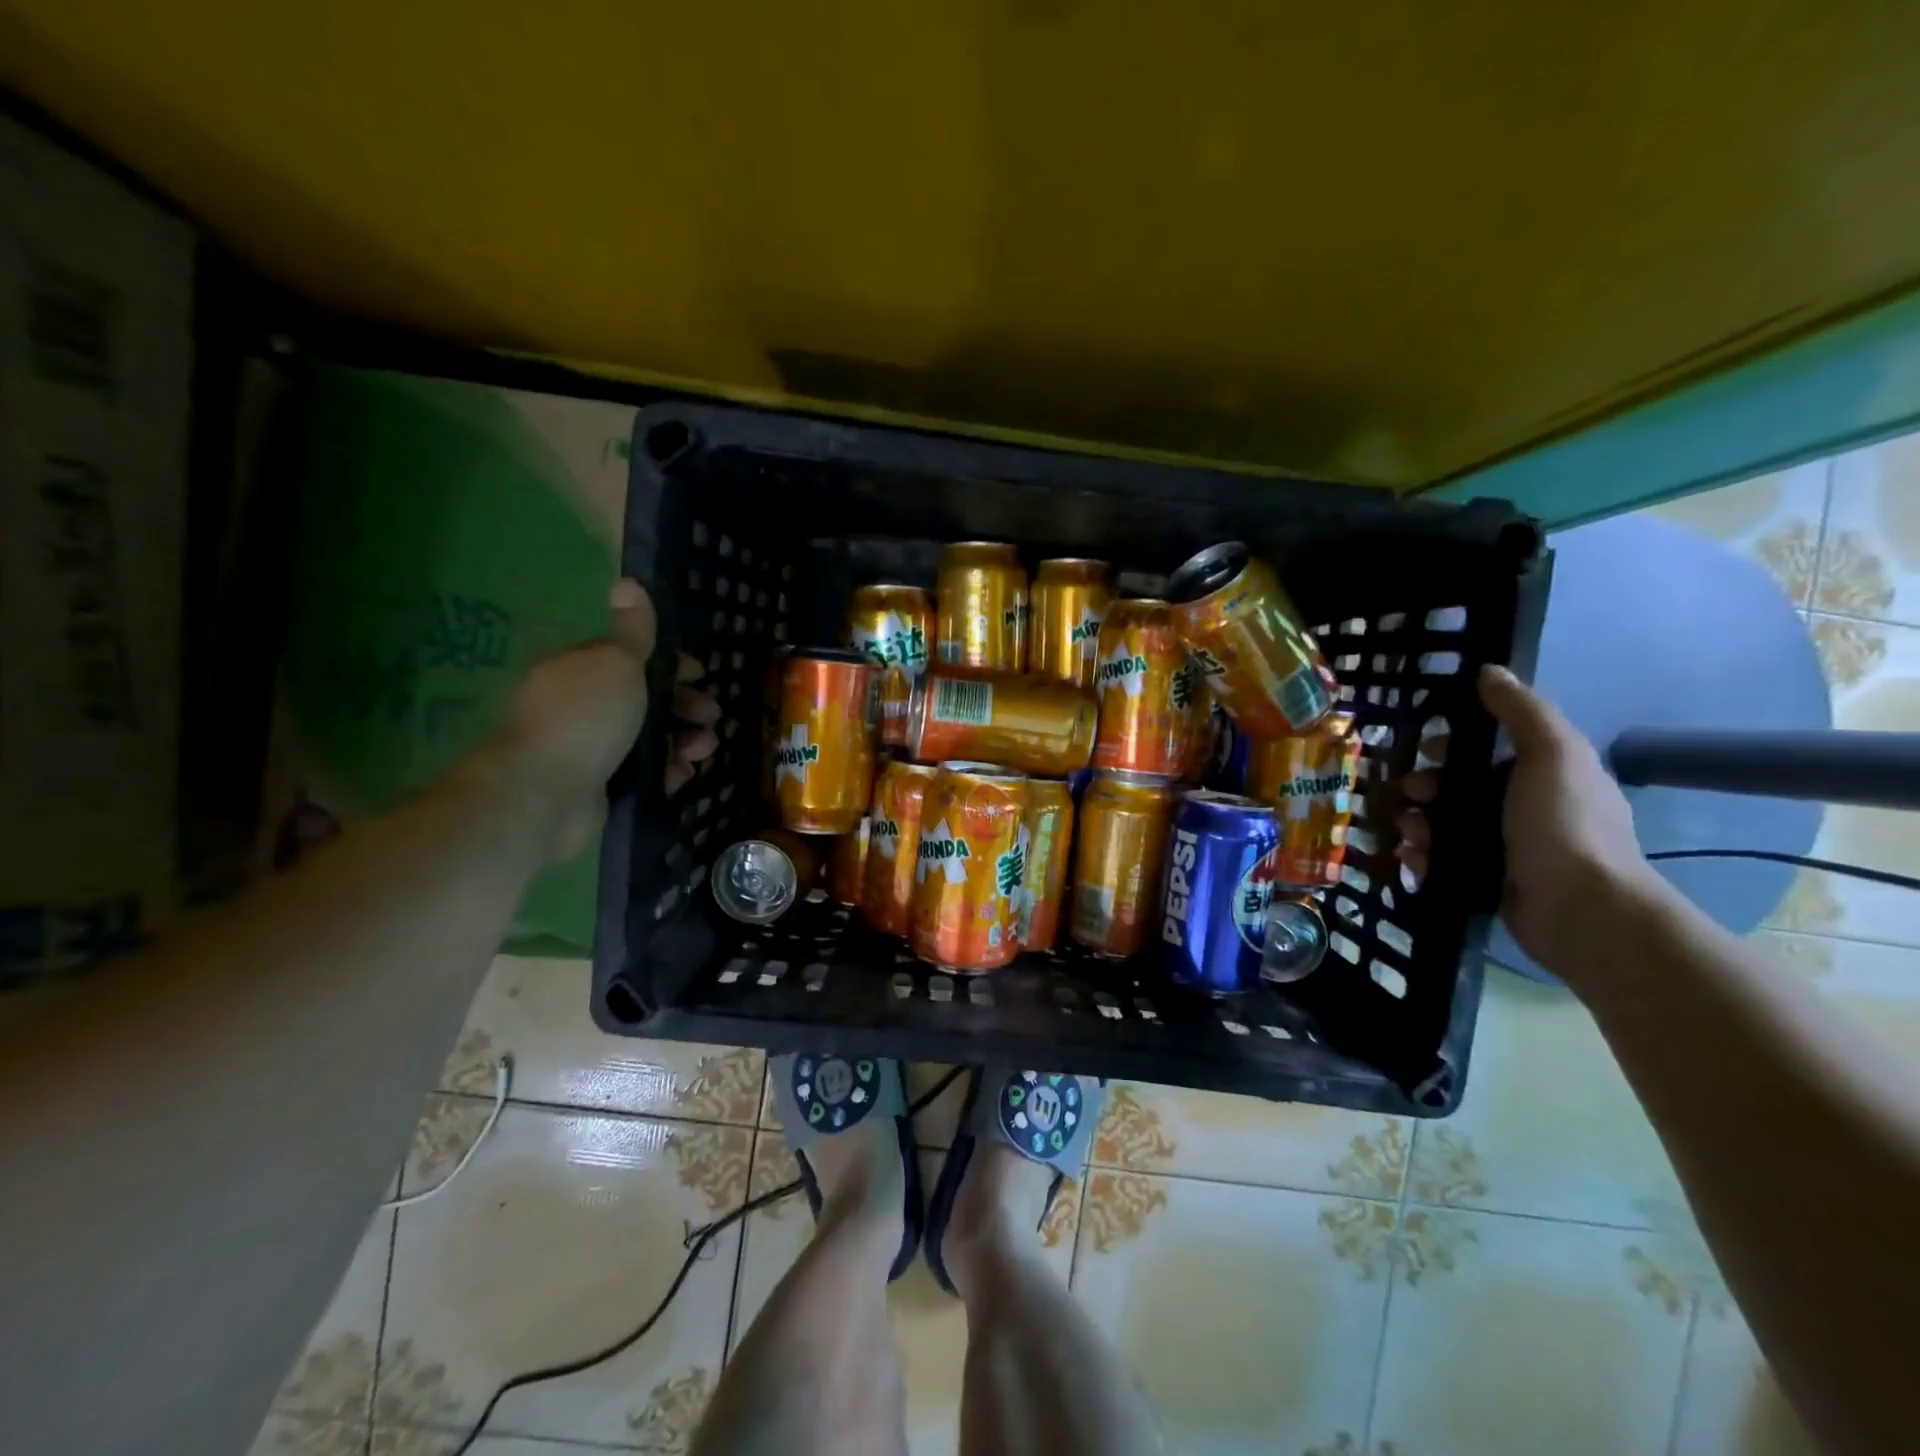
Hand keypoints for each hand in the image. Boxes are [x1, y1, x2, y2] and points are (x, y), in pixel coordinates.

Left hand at [487, 579, 719, 856]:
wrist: (544, 793)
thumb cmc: (585, 717)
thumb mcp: (617, 662)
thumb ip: (633, 629)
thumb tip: (628, 581)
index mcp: (581, 668)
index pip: (632, 657)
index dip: (672, 664)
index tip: (702, 674)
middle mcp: (581, 704)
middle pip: (645, 699)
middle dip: (685, 706)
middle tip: (711, 717)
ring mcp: (588, 747)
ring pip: (648, 737)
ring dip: (683, 740)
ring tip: (703, 750)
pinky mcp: (598, 784)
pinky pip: (642, 773)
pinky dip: (666, 772)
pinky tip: (682, 775)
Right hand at [1396, 664, 1661, 981]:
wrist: (1579, 910)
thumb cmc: (1563, 824)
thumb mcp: (1551, 754)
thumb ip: (1521, 711)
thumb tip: (1489, 671)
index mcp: (1545, 775)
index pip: (1489, 750)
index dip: (1453, 744)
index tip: (1425, 748)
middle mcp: (1525, 809)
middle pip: (1458, 787)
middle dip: (1425, 786)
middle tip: (1407, 793)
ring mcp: (1506, 848)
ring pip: (1444, 824)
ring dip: (1416, 822)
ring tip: (1407, 832)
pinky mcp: (1486, 881)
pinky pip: (1441, 860)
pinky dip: (1421, 857)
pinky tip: (1412, 857)